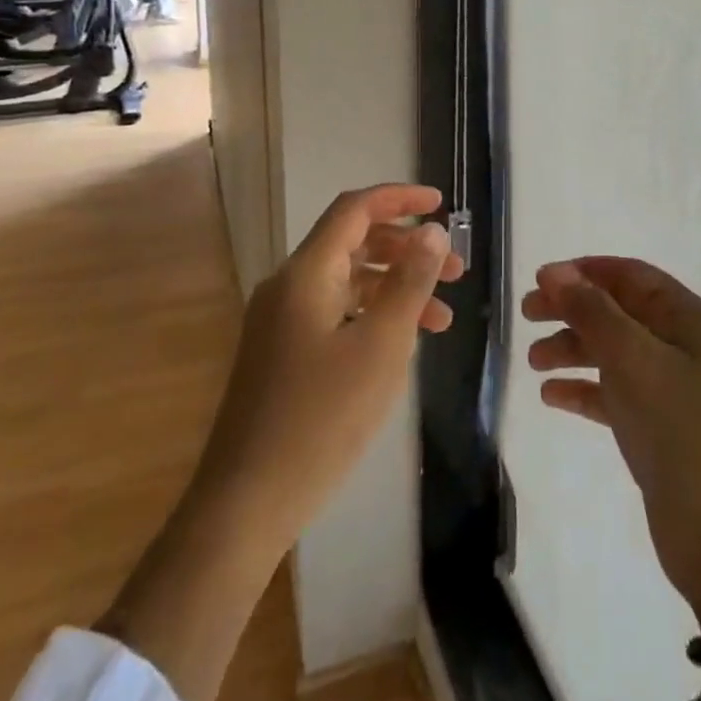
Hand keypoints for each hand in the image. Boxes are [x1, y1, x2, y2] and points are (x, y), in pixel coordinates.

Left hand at [189, 185, 461, 553]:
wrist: (245, 503)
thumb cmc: (321, 419)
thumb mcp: (381, 347)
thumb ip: (410, 283)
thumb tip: (432, 232)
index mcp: (306, 273)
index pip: (354, 209)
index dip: (399, 198)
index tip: (441, 205)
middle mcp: (288, 286)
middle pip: (353, 242)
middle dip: (407, 249)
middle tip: (456, 270)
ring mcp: (281, 321)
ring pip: (347, 281)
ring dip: (394, 287)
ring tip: (442, 317)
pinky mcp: (282, 352)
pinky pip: (334, 313)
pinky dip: (372, 315)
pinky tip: (402, 344)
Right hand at [525, 259, 700, 631]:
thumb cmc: (682, 433)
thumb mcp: (633, 360)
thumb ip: (592, 311)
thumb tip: (554, 271)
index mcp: (690, 319)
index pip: (632, 275)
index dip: (585, 271)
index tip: (540, 279)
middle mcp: (684, 345)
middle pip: (618, 311)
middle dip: (572, 309)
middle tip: (526, 315)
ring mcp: (674, 388)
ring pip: (613, 352)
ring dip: (572, 349)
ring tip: (533, 363)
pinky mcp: (660, 428)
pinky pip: (614, 394)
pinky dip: (584, 390)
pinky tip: (551, 397)